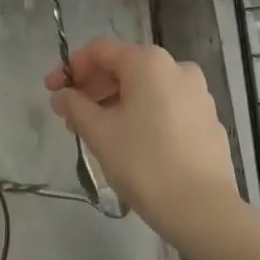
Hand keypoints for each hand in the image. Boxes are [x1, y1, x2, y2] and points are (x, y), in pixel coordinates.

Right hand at [46, 38, 240, 241]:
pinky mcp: (207, 117)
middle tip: (70, 115)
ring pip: (146, 87)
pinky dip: (143, 113)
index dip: (72, 67)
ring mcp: (197, 92)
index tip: (52, 90)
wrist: (204, 209)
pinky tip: (131, 142)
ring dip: (117, 101)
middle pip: (125, 66)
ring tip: (97, 132)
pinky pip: (166, 104)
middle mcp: (176, 66)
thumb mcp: (101, 135)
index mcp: (149, 62)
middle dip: (94, 87)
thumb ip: (76, 108)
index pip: (101, 50)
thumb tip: (61, 96)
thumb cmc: (146, 164)